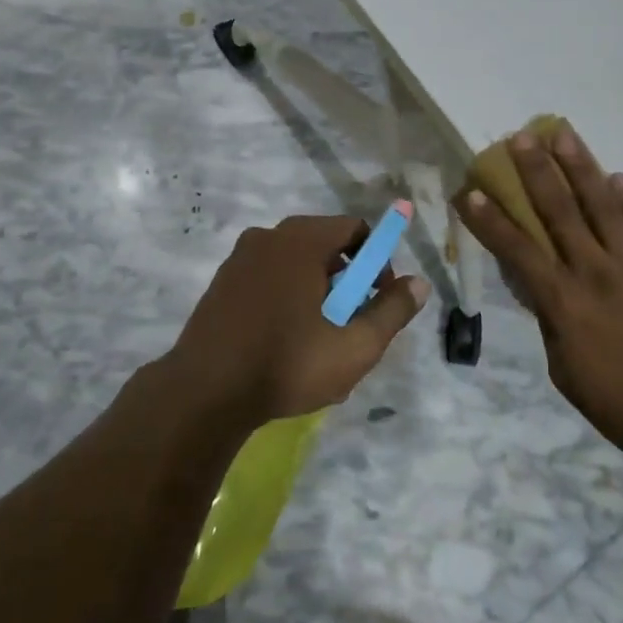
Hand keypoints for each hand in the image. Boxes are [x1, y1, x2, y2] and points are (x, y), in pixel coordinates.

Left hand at [167, 215, 429, 425]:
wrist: (203, 394)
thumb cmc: (286, 364)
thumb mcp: (354, 346)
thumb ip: (392, 311)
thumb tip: (420, 283)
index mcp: (301, 239)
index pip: (355, 229)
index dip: (377, 262)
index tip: (375, 302)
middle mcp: (269, 236)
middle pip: (326, 245)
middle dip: (346, 282)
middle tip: (349, 327)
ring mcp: (240, 258)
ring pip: (296, 264)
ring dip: (317, 293)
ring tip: (318, 342)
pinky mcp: (222, 282)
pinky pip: (269, 277)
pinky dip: (286, 298)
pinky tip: (284, 343)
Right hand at [455, 124, 622, 464]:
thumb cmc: (615, 400)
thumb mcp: (562, 365)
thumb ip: (549, 316)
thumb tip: (538, 284)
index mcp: (562, 300)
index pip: (516, 249)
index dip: (489, 219)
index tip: (469, 190)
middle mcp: (594, 271)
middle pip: (558, 210)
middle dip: (535, 170)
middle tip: (519, 136)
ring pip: (601, 204)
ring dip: (580, 166)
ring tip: (563, 134)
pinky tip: (618, 175)